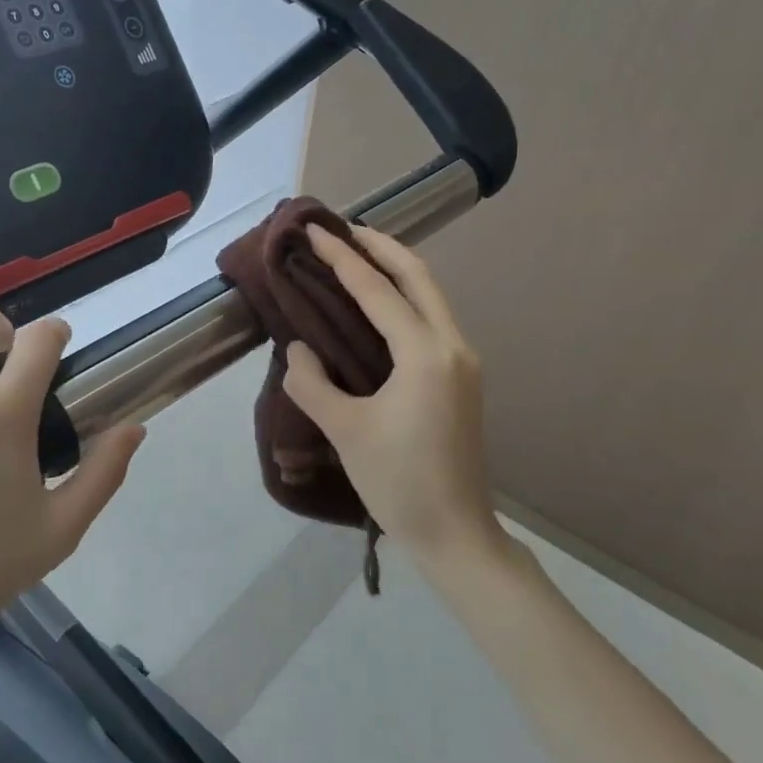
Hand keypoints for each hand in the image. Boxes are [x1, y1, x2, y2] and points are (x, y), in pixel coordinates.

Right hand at [281, 225, 511, 567]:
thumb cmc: (399, 482)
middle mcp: (452, 345)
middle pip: (419, 276)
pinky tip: (379, 304)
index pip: (378, 290)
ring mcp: (462, 362)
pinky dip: (404, 298)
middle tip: (343, 228)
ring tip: (357, 255)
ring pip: (430, 296)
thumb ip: (312, 382)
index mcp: (425, 354)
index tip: (315, 230)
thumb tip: (299, 349)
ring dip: (395, 269)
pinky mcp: (461, 378)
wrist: (455, 534)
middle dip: (381, 246)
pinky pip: (431, 319)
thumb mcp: (345, 430)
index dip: (342, 258)